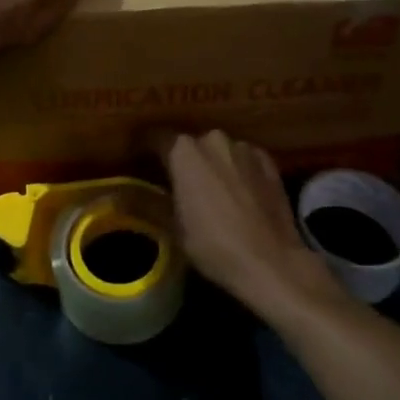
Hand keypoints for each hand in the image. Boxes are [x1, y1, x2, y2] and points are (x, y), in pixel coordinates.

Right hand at [145, 129, 342, 320]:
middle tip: (181, 185)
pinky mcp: (268, 161)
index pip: (156, 138)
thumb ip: (154, 204)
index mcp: (184, 152)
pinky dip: (239, 171)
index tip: (139, 159)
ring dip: (214, 165)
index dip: (145, 148)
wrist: (272, 262)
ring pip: (220, 151)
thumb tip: (128, 196)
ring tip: (215, 191)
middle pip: (191, 145)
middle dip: (185, 161)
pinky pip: (244, 160)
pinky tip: (241, 194)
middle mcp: (212, 139)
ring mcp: (243, 148)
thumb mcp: (175, 230)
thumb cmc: (214, 246)